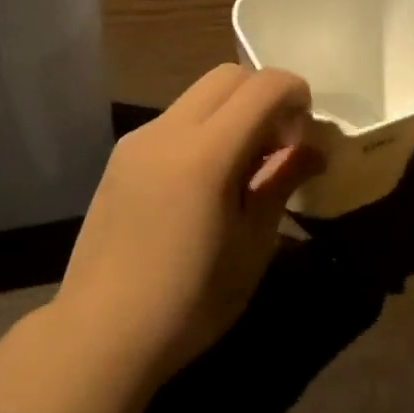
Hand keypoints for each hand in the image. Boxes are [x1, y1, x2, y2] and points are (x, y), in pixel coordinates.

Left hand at [52, 64, 323, 383]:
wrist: (99, 336)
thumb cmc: (189, 302)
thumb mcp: (252, 246)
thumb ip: (282, 183)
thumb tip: (314, 150)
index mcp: (205, 153)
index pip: (263, 86)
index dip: (296, 95)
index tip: (305, 135)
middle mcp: (168, 131)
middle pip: (228, 76)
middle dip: (264, 96)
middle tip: (278, 146)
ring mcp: (138, 140)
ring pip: (199, 95)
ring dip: (233, 112)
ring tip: (243, 167)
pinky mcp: (121, 156)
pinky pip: (174, 120)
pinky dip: (203, 129)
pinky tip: (204, 182)